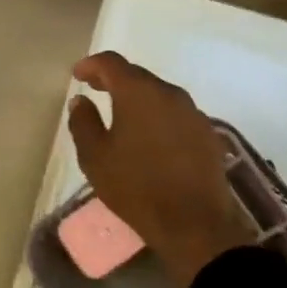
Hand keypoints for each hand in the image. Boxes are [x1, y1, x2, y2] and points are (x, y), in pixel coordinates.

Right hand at [67, 52, 258, 287]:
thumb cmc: (136, 187)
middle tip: (96, 90)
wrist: (194, 224)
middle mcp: (169, 93)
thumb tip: (81, 101)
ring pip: (159, 95)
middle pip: (138, 76)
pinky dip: (158, 116)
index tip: (78, 74)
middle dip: (115, 80)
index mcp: (138, 93)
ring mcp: (193, 113)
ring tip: (122, 115)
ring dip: (138, 99)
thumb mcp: (95, 157)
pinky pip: (176, 114)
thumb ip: (83, 122)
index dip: (92, 64)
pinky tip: (150, 136)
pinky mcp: (208, 134)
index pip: (111, 63)